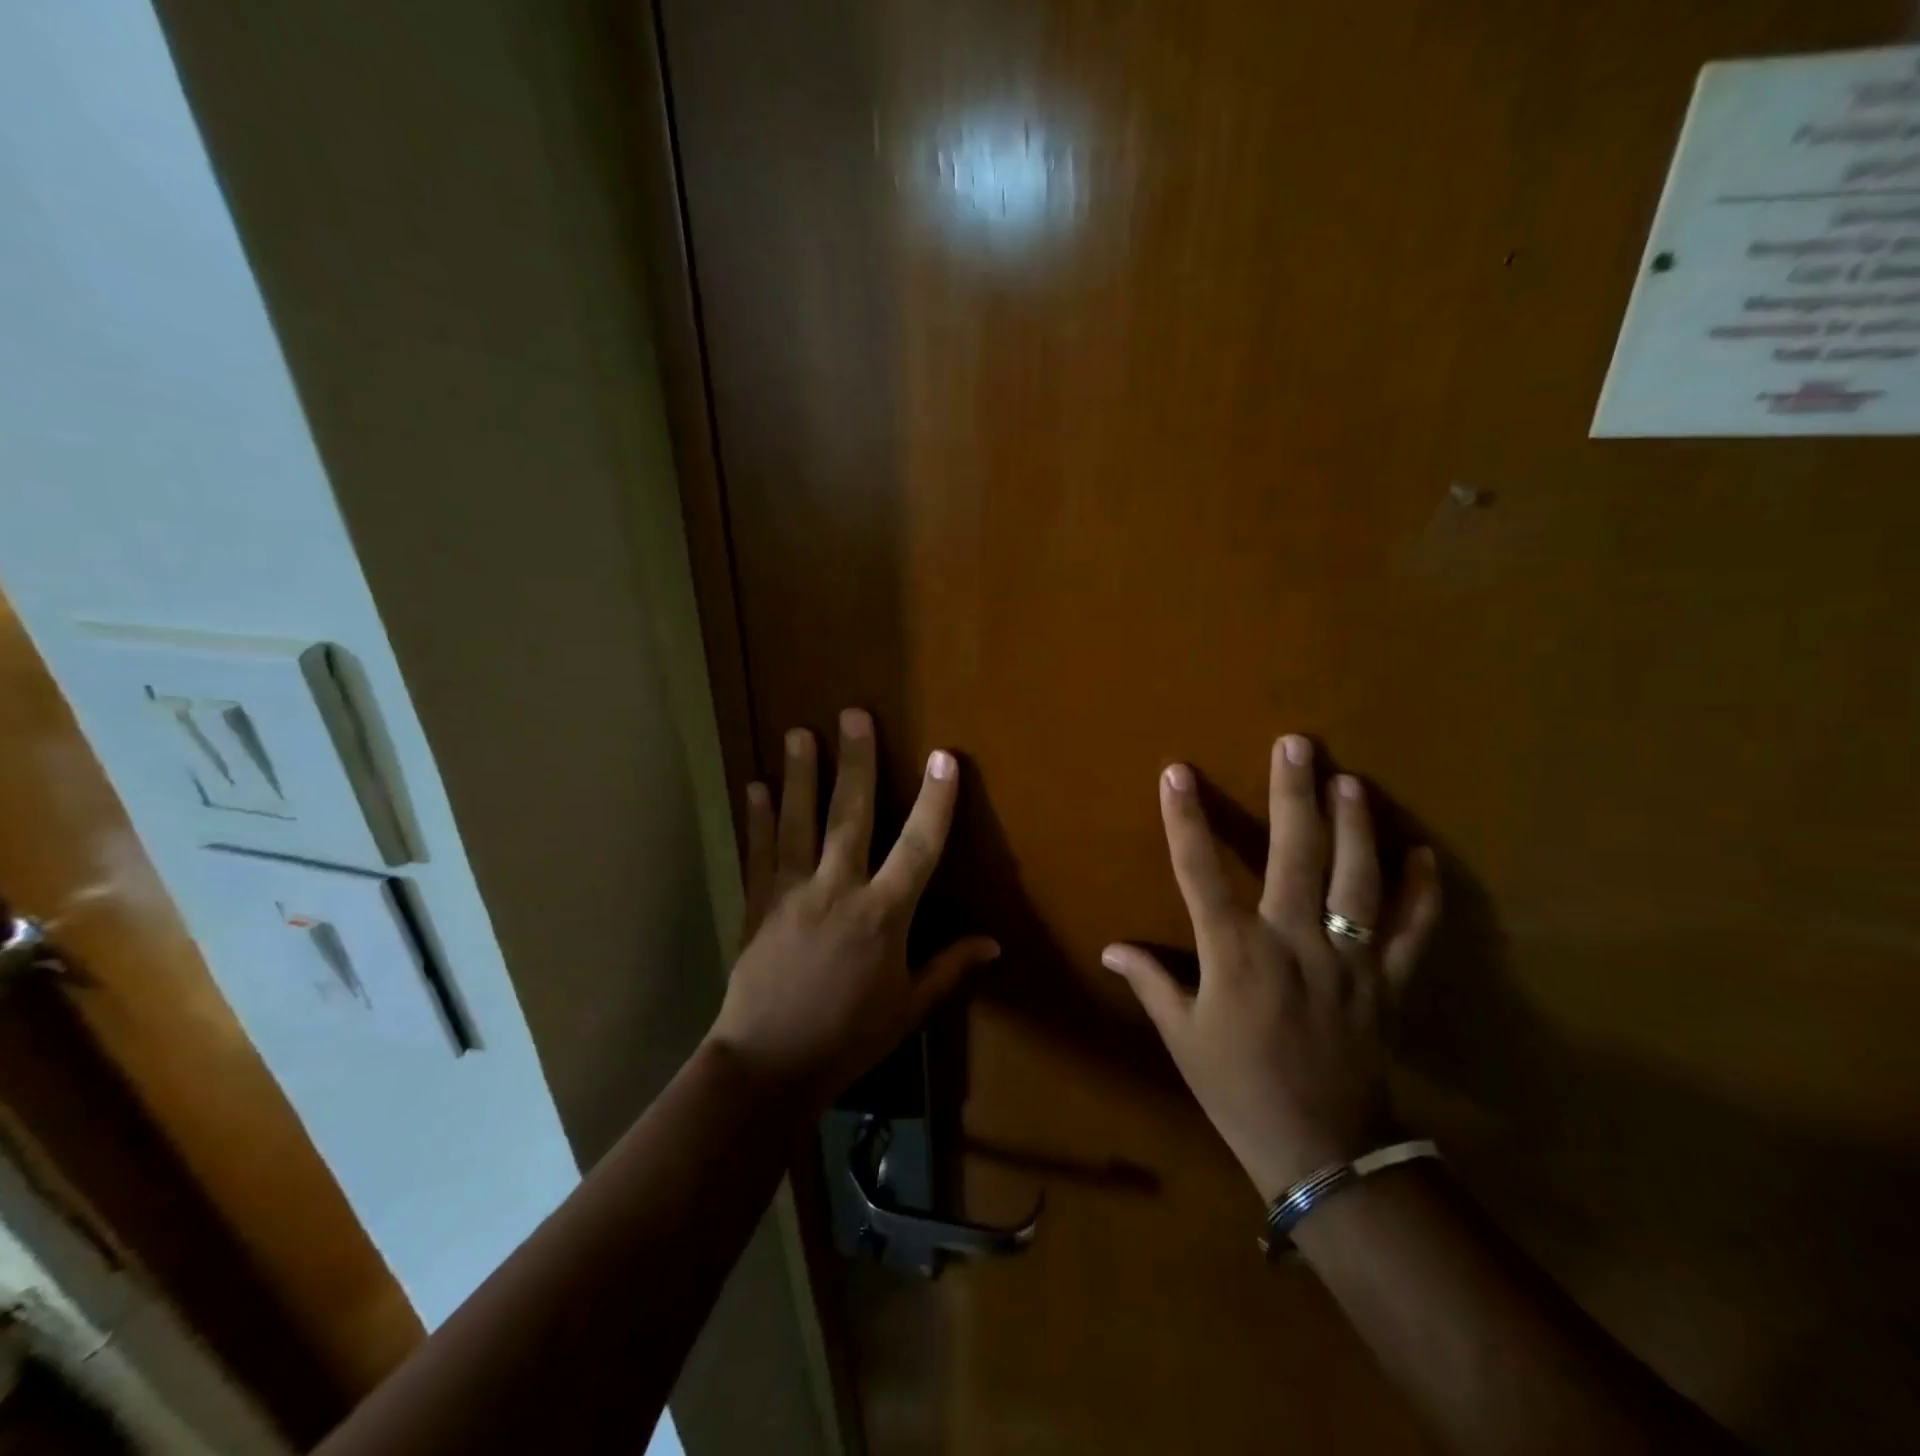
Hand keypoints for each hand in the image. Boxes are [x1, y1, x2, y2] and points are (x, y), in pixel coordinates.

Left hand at [707, 708, 999, 1110]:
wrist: (768, 1064)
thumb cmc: (849, 1037)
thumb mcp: (908, 1007)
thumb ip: (949, 967)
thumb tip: (993, 943)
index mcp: (883, 915)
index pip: (919, 846)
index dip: (935, 801)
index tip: (944, 758)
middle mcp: (838, 890)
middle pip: (850, 815)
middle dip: (856, 762)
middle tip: (853, 715)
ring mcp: (792, 892)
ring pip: (798, 822)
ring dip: (799, 775)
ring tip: (798, 733)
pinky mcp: (759, 903)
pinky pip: (759, 852)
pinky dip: (757, 818)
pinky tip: (754, 786)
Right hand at [1102, 736, 1441, 1201]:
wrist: (1320, 1149)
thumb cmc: (1236, 1087)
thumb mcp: (1182, 1036)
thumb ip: (1151, 982)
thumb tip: (1111, 948)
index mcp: (1235, 953)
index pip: (1201, 872)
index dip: (1186, 819)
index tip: (1178, 773)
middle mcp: (1294, 942)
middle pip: (1294, 854)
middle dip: (1292, 794)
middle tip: (1296, 744)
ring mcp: (1348, 959)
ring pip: (1357, 879)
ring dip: (1354, 825)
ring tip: (1349, 780)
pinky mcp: (1388, 983)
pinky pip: (1412, 931)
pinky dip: (1421, 892)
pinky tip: (1422, 852)